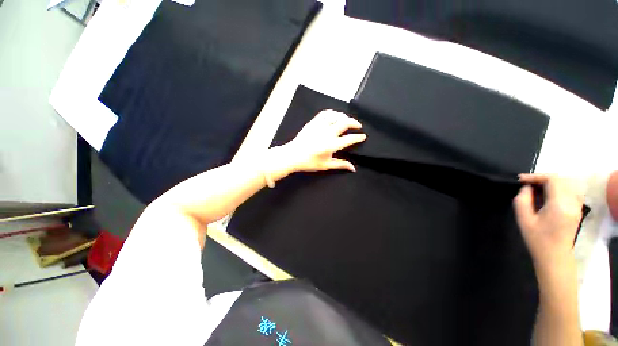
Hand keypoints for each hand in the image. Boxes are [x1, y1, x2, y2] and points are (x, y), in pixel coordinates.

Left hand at [282, 110, 366, 172]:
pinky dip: (332, 113)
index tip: (363, 136)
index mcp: (332, 145)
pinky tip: (334, 115)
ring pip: (336, 115)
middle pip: (345, 122)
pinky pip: (325, 113)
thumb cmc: (309, 162)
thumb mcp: (326, 165)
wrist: (292, 155)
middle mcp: (328, 133)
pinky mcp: (313, 122)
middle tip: (358, 126)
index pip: (349, 139)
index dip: (358, 137)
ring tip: (347, 120)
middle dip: (355, 123)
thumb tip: (353, 168)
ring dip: (344, 116)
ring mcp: (320, 126)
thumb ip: (341, 165)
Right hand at [513, 174, 583, 272]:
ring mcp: (577, 206)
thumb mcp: (524, 220)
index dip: (536, 176)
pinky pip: (571, 190)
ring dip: (551, 181)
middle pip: (561, 179)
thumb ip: (522, 200)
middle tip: (527, 183)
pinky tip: (549, 193)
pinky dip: (559, 186)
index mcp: (559, 205)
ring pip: (567, 183)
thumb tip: (526, 188)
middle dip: (543, 178)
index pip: (552, 180)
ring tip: (537, 186)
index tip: (521, 180)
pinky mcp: (577, 208)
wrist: (554, 256)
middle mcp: (572, 203)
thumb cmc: (537, 239)